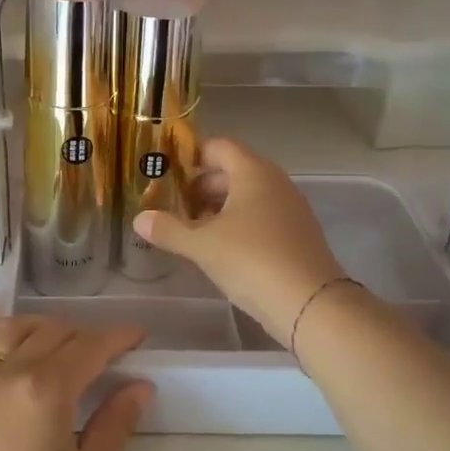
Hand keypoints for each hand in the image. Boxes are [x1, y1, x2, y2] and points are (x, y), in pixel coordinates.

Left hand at [0, 307, 152, 450]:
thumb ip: (115, 423)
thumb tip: (140, 385)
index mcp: (46, 391)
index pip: (88, 347)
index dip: (117, 337)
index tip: (139, 336)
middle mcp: (7, 375)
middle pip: (50, 334)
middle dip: (83, 335)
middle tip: (107, 354)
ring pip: (8, 333)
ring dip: (38, 327)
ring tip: (61, 339)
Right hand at [135, 137, 343, 344]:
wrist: (310, 303)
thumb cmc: (251, 260)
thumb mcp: (201, 245)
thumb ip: (169, 229)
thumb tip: (139, 219)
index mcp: (253, 172)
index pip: (219, 147)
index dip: (192, 155)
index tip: (167, 172)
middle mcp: (275, 182)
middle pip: (232, 172)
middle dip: (201, 186)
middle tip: (172, 205)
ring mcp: (290, 209)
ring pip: (247, 197)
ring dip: (218, 208)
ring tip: (190, 229)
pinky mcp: (297, 235)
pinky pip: (261, 217)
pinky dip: (238, 225)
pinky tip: (219, 249)